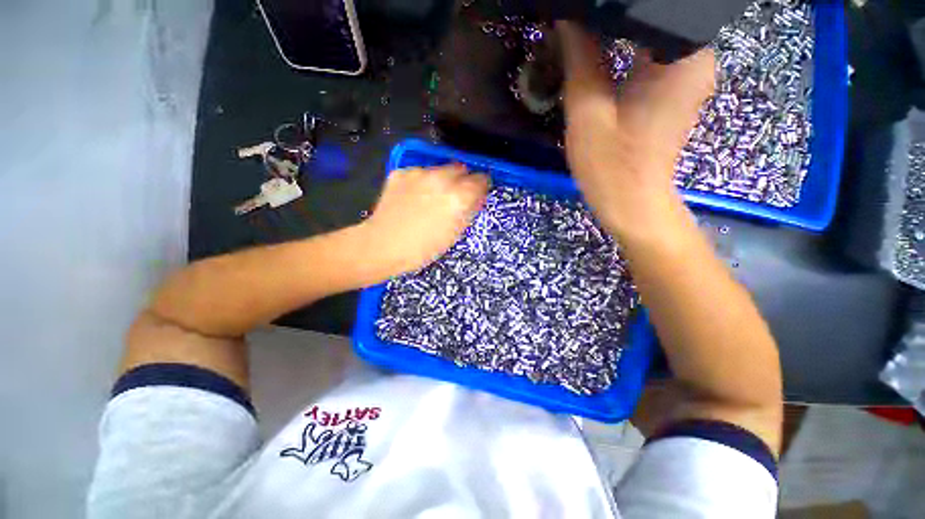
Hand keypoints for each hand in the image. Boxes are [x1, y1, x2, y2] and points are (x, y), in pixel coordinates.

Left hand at [361, 164, 488, 274]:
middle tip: (454, 197)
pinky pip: (419, 172)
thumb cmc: (423, 248)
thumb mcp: (455, 234)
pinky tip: (412, 197)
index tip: (477, 194)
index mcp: (459, 196)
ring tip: (430, 198)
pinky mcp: (401, 172)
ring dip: (441, 180)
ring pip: (439, 169)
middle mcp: (441, 178)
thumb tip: (476, 198)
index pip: (481, 179)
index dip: (481, 187)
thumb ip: (469, 211)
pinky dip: (421, 182)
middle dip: (462, 181)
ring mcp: (419, 173)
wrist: (384, 245)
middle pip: (461, 169)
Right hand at [558, 21, 714, 237]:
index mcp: (682, 54)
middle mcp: (697, 55)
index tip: (583, 7)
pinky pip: (656, 50)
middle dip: (617, 13)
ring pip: (655, 31)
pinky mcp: (678, 88)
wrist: (632, 203)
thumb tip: (567, 18)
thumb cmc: (610, 165)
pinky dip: (630, 45)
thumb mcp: (587, 112)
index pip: (651, 4)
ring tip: (586, 27)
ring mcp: (690, 72)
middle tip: (580, 16)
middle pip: (657, 14)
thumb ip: (580, 60)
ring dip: (622, 26)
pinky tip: (603, 46)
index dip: (612, 3)